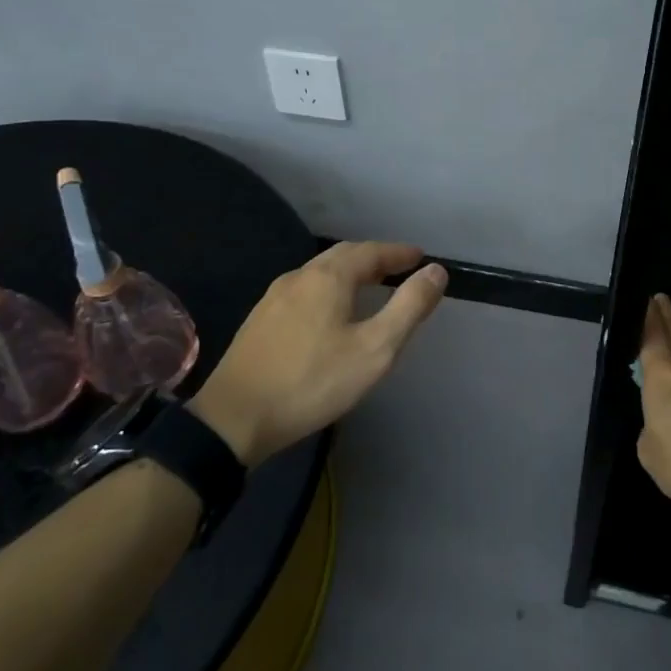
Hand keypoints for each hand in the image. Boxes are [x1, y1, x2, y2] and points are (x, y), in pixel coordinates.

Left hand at [188, 242, 447, 464]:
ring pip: (320, 272)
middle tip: (400, 269)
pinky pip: (305, 290)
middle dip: (375, 258)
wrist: (234, 418)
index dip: (399, 252)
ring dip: (350, 272)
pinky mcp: (260, 319)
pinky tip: (331, 312)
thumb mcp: (375, 349)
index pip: (371, 251)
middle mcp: (299, 276)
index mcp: (328, 277)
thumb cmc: (313, 382)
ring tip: (371, 287)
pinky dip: (329, 288)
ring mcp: (274, 297)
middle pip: (343, 256)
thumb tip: (436, 271)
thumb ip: (409, 307)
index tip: (420, 258)